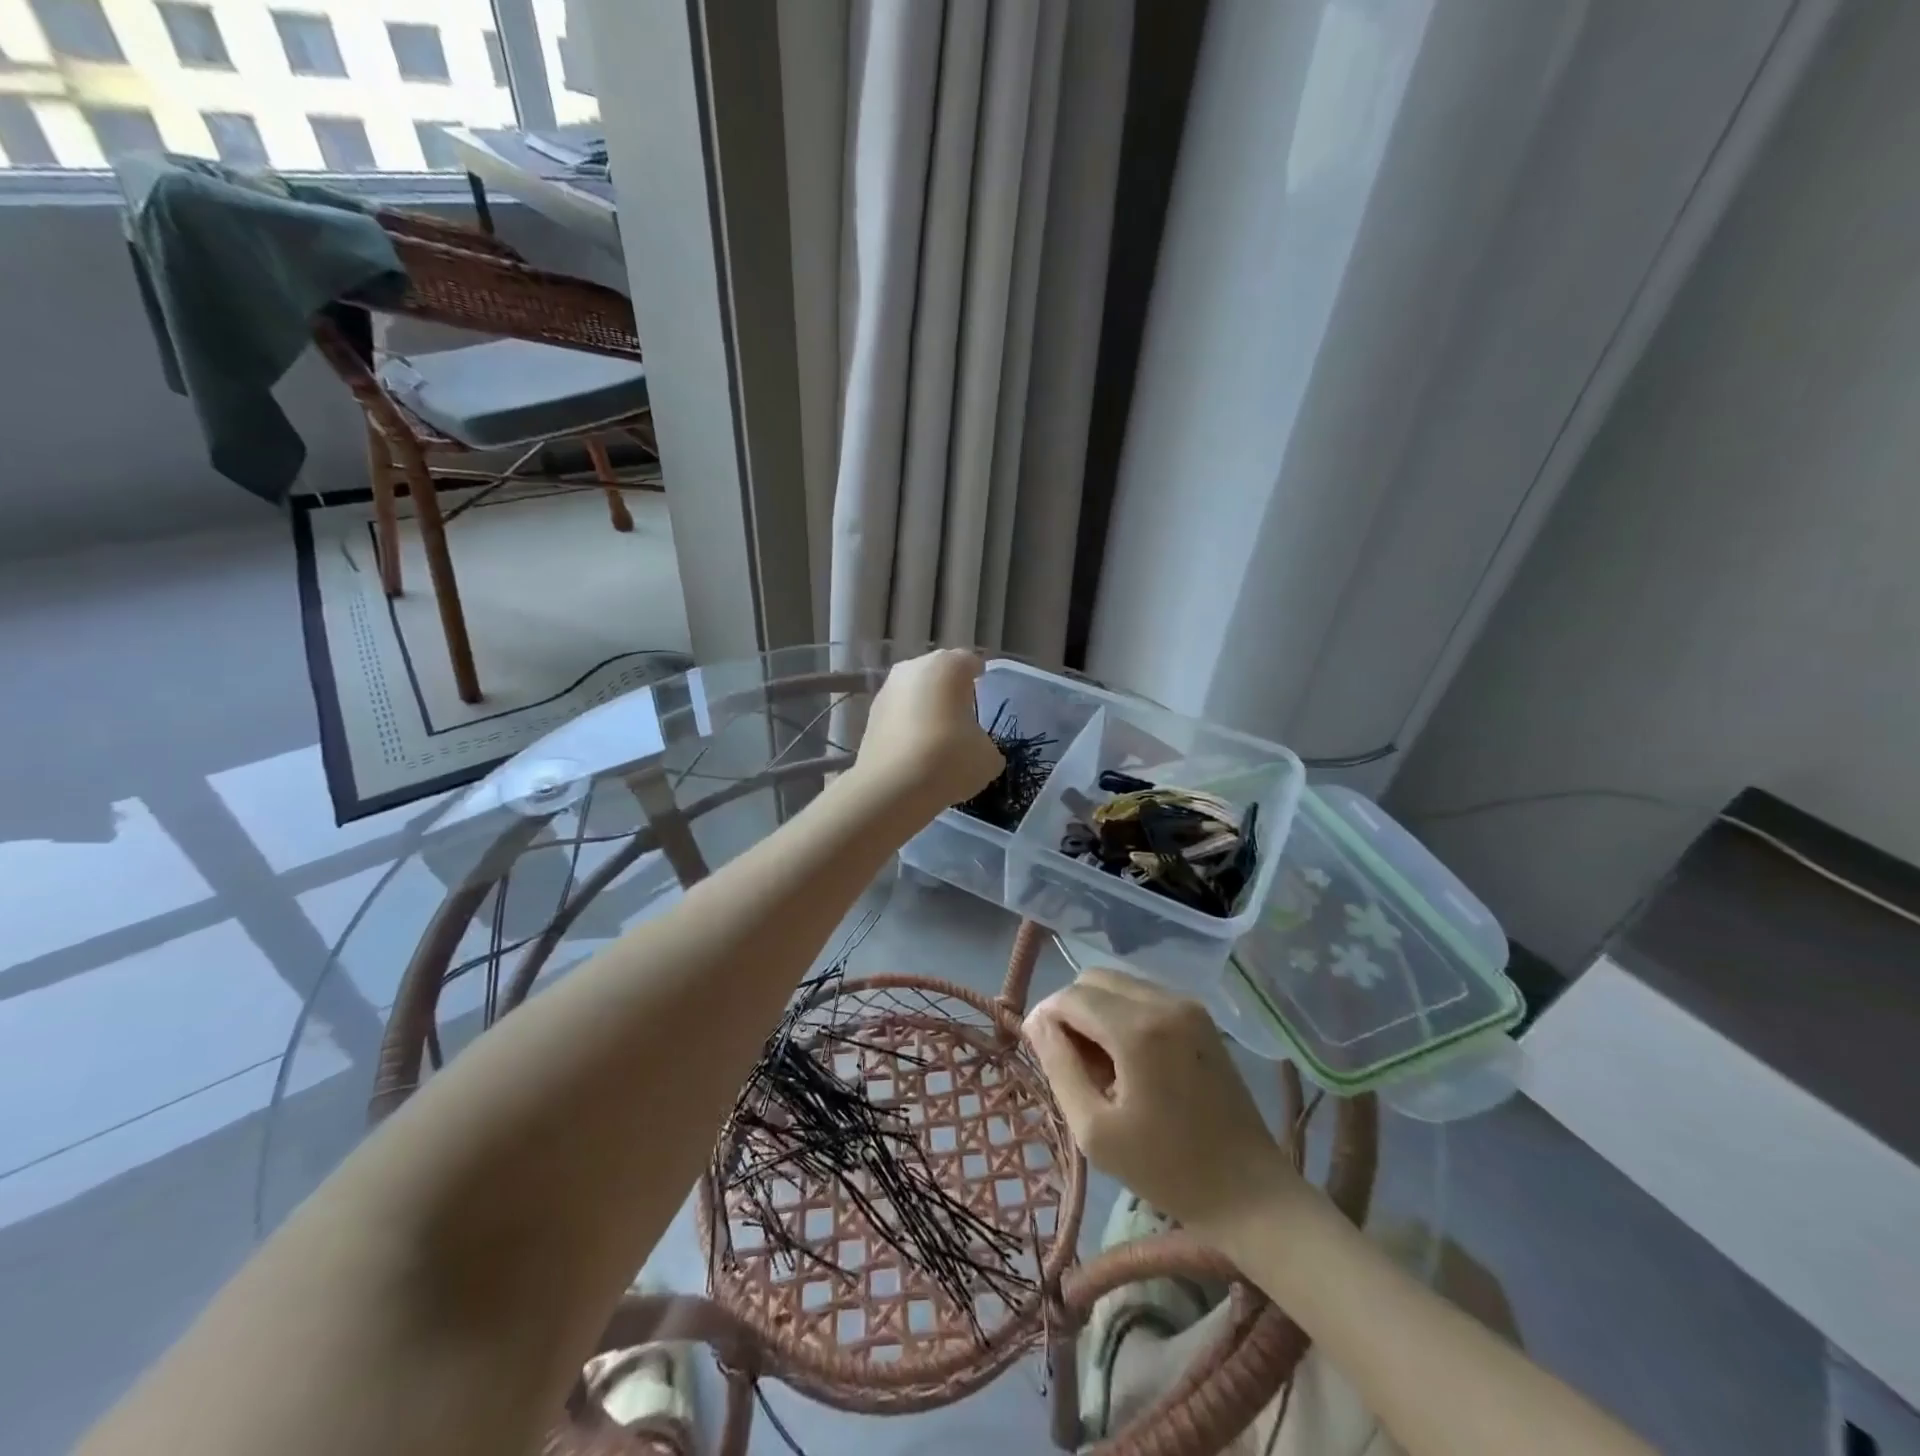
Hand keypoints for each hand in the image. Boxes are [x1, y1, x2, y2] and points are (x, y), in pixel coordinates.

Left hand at [855, 649, 1002, 809]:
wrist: (892, 787)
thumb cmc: (950, 759)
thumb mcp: (988, 756)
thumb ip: (986, 742)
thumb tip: (977, 746)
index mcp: (949, 666)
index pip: (969, 662)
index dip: (979, 677)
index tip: (983, 692)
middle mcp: (914, 668)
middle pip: (938, 673)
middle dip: (950, 690)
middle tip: (962, 714)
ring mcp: (887, 690)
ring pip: (914, 692)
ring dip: (926, 706)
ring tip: (938, 734)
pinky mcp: (869, 716)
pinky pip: (898, 714)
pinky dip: (907, 724)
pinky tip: (916, 749)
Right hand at [1025, 968, 1298, 1235]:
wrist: (1249, 1191)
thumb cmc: (1166, 1169)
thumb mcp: (1095, 1130)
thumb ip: (1059, 1066)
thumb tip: (1036, 1022)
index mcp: (1137, 1029)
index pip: (1071, 996)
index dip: (1046, 1017)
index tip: (1040, 1052)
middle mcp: (1163, 1001)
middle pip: (1093, 979)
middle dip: (1072, 1011)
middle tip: (1074, 1063)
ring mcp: (1186, 1004)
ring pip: (1118, 984)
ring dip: (1097, 1011)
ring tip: (1102, 1065)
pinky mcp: (1200, 1015)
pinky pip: (1143, 995)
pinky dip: (1122, 1014)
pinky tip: (1130, 1060)